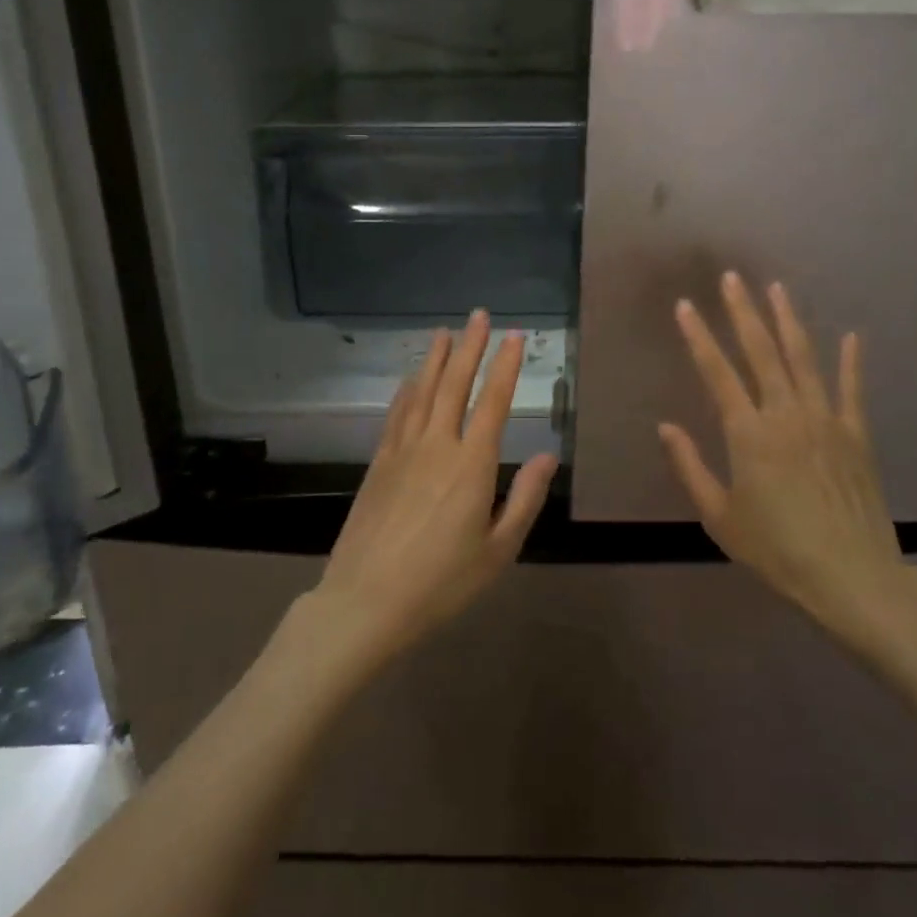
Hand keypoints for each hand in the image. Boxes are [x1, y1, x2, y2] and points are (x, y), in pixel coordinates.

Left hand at [309, 310, 558, 666]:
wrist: (367, 601)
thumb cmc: (442, 583)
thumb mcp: (498, 551)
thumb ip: (526, 499)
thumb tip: (549, 456)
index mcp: (472, 465)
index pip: (493, 401)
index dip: (505, 366)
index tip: (514, 337)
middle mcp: (437, 445)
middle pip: (455, 384)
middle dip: (470, 346)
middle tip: (479, 315)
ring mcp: (402, 450)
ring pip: (423, 391)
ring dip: (436, 358)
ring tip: (445, 332)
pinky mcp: (378, 462)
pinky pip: (396, 413)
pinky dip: (407, 389)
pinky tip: (411, 377)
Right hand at [659, 272, 913, 643]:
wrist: (851, 577)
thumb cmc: (775, 549)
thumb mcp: (719, 516)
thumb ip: (690, 466)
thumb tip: (666, 426)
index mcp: (748, 433)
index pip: (717, 372)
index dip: (699, 336)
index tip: (685, 306)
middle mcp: (785, 414)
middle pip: (761, 351)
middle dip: (744, 311)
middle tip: (733, 278)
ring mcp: (825, 420)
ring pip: (803, 359)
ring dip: (788, 321)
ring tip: (777, 289)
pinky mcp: (855, 435)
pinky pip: (851, 390)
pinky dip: (851, 361)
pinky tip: (852, 336)